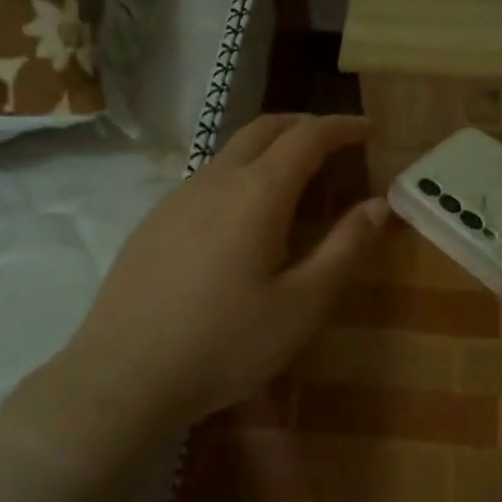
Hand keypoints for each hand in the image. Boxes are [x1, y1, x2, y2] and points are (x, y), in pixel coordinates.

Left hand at [6, 115, 387, 453]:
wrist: (123, 375)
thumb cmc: (225, 343)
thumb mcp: (303, 305)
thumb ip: (345, 248)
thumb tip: (378, 204)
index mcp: (258, 192)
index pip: (308, 137)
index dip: (342, 127)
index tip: (370, 129)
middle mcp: (216, 179)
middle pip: (266, 128)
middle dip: (306, 125)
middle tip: (337, 142)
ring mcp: (178, 196)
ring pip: (232, 150)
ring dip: (271, 147)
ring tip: (296, 177)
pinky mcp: (154, 220)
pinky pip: (208, 176)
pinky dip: (242, 171)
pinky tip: (243, 215)